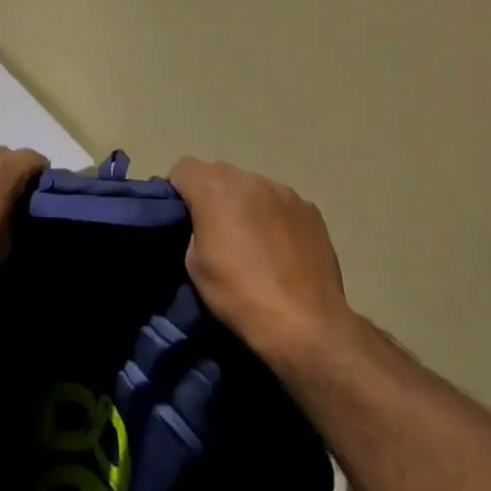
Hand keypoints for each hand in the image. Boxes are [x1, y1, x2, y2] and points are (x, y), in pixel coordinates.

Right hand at [168, 158, 353, 361]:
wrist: (303, 323)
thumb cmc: (239, 295)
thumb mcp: (194, 265)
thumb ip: (194, 229)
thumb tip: (204, 224)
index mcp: (216, 189)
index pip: (184, 168)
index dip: (178, 191)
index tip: (182, 219)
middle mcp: (252, 179)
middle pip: (220, 174)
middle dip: (213, 195)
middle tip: (215, 231)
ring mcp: (286, 193)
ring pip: (253, 187)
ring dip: (246, 204)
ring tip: (252, 242)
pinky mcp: (311, 210)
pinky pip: (281, 203)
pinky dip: (274, 217)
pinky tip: (280, 249)